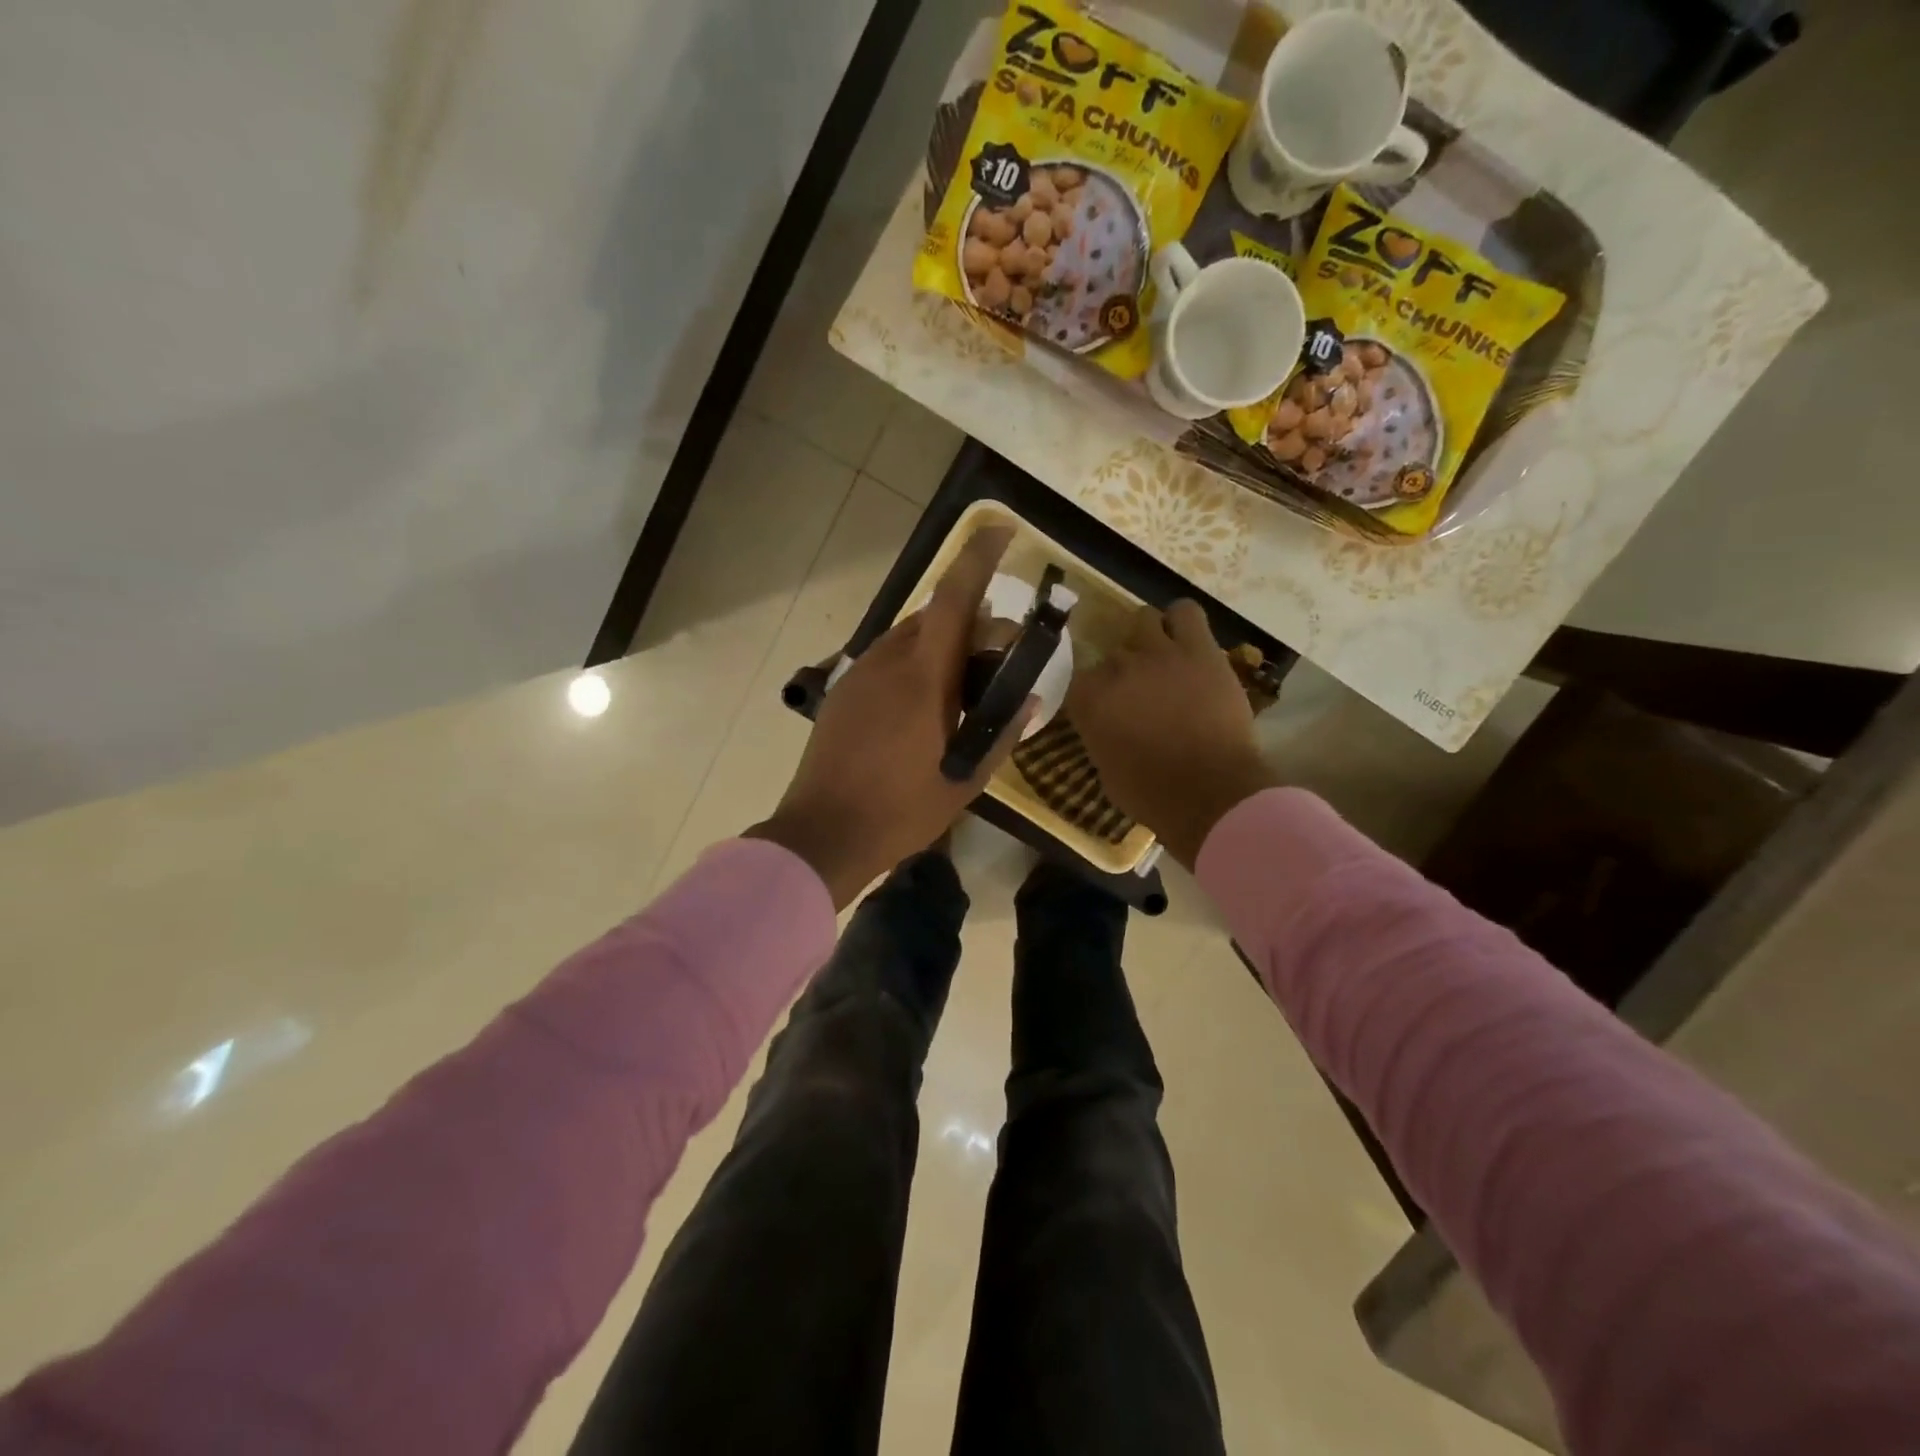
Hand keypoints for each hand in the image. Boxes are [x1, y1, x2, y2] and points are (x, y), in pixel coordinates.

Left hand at [749, 526, 1033, 907]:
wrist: (823, 833)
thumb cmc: (901, 810)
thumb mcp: (965, 780)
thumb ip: (1001, 734)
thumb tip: (1028, 699)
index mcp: (923, 678)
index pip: (953, 600)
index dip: (977, 558)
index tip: (1000, 530)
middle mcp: (888, 662)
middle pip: (932, 615)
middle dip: (968, 619)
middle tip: (994, 652)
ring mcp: (859, 675)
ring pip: (907, 637)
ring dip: (938, 643)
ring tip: (959, 683)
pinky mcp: (841, 693)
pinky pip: (885, 660)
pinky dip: (912, 663)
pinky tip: (920, 704)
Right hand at [1066, 599, 1277, 867]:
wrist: (1209, 792)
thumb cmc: (1152, 795)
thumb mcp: (1107, 771)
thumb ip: (1101, 737)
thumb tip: (1109, 727)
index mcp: (1090, 701)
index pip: (1081, 680)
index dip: (1096, 694)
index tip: (1108, 710)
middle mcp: (1117, 669)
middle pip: (1114, 654)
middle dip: (1125, 672)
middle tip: (1142, 692)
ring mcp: (1158, 654)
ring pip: (1144, 619)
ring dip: (1149, 636)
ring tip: (1162, 656)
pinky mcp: (1199, 650)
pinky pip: (1186, 612)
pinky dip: (1182, 621)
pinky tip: (1186, 638)